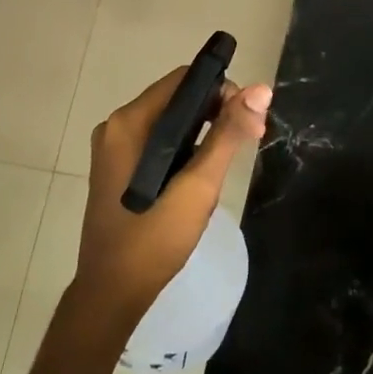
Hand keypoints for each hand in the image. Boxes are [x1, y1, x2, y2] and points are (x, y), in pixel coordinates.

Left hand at [75, 66, 271, 333]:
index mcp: (129, 122)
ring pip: (169, 122)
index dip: (221, 89)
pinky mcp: (117, 167)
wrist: (112, 293)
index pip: (183, 80)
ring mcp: (114, 148)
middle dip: (216, 112)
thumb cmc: (154, 238)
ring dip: (203, 132)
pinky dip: (184, 148)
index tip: (249, 117)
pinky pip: (158, 142)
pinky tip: (201, 173)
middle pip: (176, 99)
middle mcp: (116, 126)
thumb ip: (228, 134)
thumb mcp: (199, 185)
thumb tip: (260, 89)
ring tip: (227, 161)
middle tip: (250, 139)